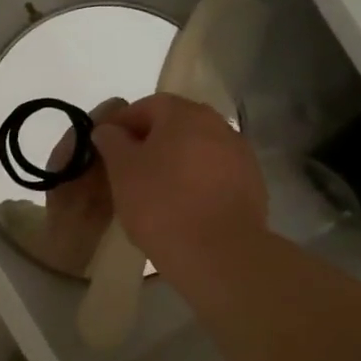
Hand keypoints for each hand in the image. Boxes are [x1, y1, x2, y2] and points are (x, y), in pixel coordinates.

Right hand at [94, 94, 268, 276]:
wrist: (220, 254)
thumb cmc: (162, 204)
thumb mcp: (122, 170)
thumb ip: (112, 141)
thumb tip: (108, 129)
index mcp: (184, 114)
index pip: (147, 106)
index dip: (123, 124)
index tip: (107, 148)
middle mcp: (218, 125)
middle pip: (176, 125)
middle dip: (151, 143)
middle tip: (129, 170)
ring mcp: (240, 155)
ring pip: (198, 150)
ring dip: (176, 162)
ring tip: (156, 192)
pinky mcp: (253, 185)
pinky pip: (216, 174)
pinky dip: (198, 182)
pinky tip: (185, 207)